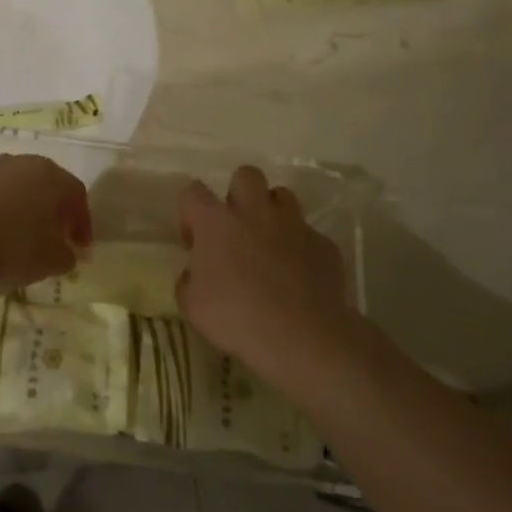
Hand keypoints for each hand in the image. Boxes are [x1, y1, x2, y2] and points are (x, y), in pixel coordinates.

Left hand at [0, 154, 89, 294]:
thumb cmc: (13, 248)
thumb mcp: (51, 261)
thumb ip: (67, 256)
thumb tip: (67, 253)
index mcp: (52, 176)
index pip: (77, 195)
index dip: (82, 223)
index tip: (80, 248)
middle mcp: (25, 163)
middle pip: (48, 186)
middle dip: (55, 213)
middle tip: (55, 239)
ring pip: (20, 189)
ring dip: (26, 211)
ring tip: (23, 240)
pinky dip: (1, 212)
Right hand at [176, 165, 350, 387]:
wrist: (301, 336)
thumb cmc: (237, 317)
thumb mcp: (192, 306)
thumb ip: (188, 281)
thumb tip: (194, 274)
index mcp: (216, 221)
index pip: (193, 192)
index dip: (190, 212)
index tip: (194, 241)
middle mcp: (254, 211)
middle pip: (245, 175)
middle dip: (239, 193)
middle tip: (236, 226)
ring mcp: (293, 224)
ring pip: (283, 195)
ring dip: (273, 212)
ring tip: (270, 243)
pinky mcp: (323, 243)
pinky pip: (309, 234)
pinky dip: (301, 248)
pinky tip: (299, 275)